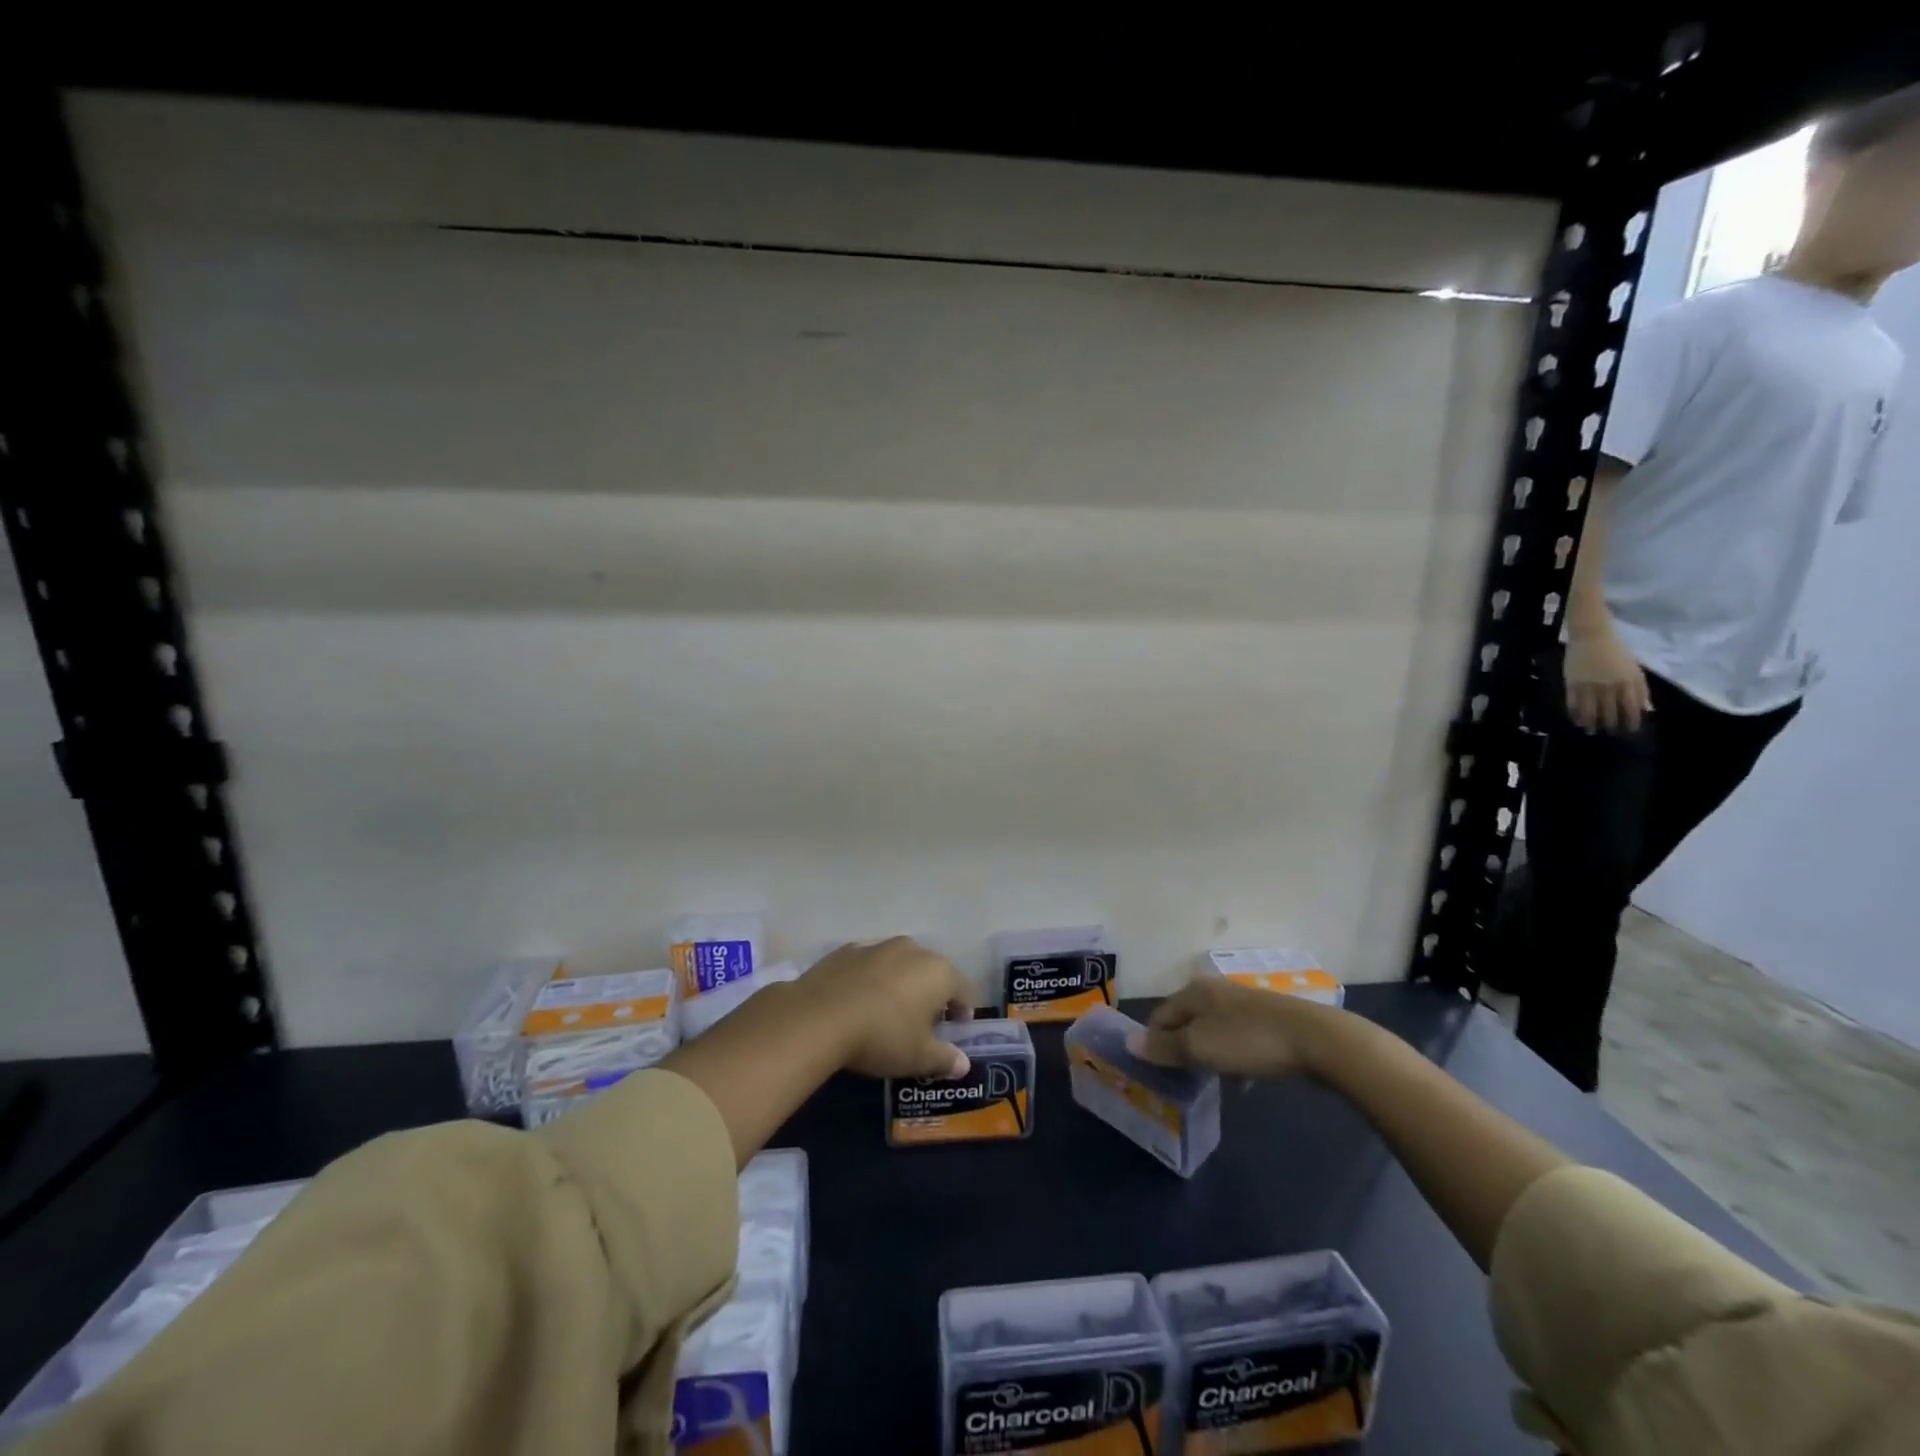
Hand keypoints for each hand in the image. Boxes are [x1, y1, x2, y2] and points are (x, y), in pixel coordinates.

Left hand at [799, 938, 973, 1079]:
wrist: (820, 1016)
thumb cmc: (882, 1036)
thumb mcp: (918, 1057)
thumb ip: (945, 1059)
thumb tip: (963, 1064)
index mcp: (939, 972)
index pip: (964, 990)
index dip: (964, 1012)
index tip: (957, 1030)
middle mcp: (914, 950)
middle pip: (932, 973)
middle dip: (932, 995)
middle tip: (923, 1023)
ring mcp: (879, 945)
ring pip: (900, 965)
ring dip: (901, 983)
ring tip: (889, 1011)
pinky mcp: (848, 949)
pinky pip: (870, 965)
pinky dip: (871, 979)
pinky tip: (859, 1001)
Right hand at [1131, 975, 1337, 1079]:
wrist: (1317, 1039)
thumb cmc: (1249, 1041)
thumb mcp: (1200, 1047)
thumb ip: (1164, 1047)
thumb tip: (1130, 1043)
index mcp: (1193, 991)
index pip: (1159, 1017)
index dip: (1154, 1044)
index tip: (1159, 1074)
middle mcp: (1214, 990)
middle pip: (1185, 1023)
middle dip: (1182, 1051)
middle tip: (1185, 1081)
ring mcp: (1242, 1003)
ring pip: (1212, 1032)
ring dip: (1209, 1056)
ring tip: (1215, 1083)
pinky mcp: (1267, 1018)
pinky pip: (1237, 1038)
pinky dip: (1234, 1057)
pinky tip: (1245, 1080)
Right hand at [1564, 631, 1651, 734]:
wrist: (1592, 636)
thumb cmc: (1617, 652)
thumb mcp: (1635, 670)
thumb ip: (1640, 690)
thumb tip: (1646, 709)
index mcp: (1628, 683)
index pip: (1631, 709)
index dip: (1631, 722)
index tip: (1630, 730)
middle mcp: (1609, 687)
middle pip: (1610, 713)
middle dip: (1611, 725)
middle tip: (1610, 732)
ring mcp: (1589, 686)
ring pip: (1590, 712)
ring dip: (1591, 723)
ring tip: (1591, 730)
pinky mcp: (1572, 684)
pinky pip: (1573, 704)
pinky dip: (1575, 714)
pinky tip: (1577, 720)